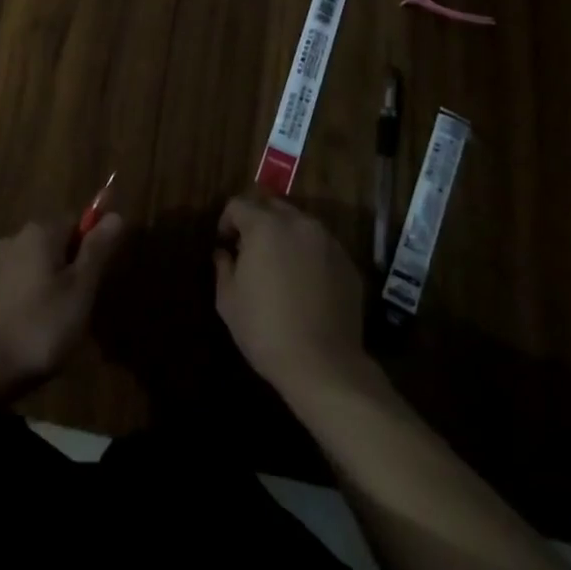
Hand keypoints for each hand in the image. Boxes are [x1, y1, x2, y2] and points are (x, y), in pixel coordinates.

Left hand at [0, 212, 123, 403]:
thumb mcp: (79, 291)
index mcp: (41, 231)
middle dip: (71, 270)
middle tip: (78, 309)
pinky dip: (30, 300)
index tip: (93, 283)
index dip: (91, 249)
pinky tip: (31, 330)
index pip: (77, 222)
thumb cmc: (38, 328)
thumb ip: (97, 251)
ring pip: (37, 265)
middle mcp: (16, 237)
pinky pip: (18, 284)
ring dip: (50, 287)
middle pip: (56, 243)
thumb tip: (115, 214)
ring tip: (55, 326)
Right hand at [214, 189, 366, 402]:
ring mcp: (327, 241)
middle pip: (272, 206)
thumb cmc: (265, 329)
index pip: (239, 204)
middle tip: (250, 251)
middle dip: (257, 222)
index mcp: (264, 225)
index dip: (227, 221)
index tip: (225, 243)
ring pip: (300, 224)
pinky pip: (321, 247)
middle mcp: (298, 223)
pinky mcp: (347, 263)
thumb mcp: (228, 300)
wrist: (323, 365)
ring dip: (285, 236)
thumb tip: (223, 253)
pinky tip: (305, 284)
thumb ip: (223, 267)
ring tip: (280, 266)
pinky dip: (309, 255)